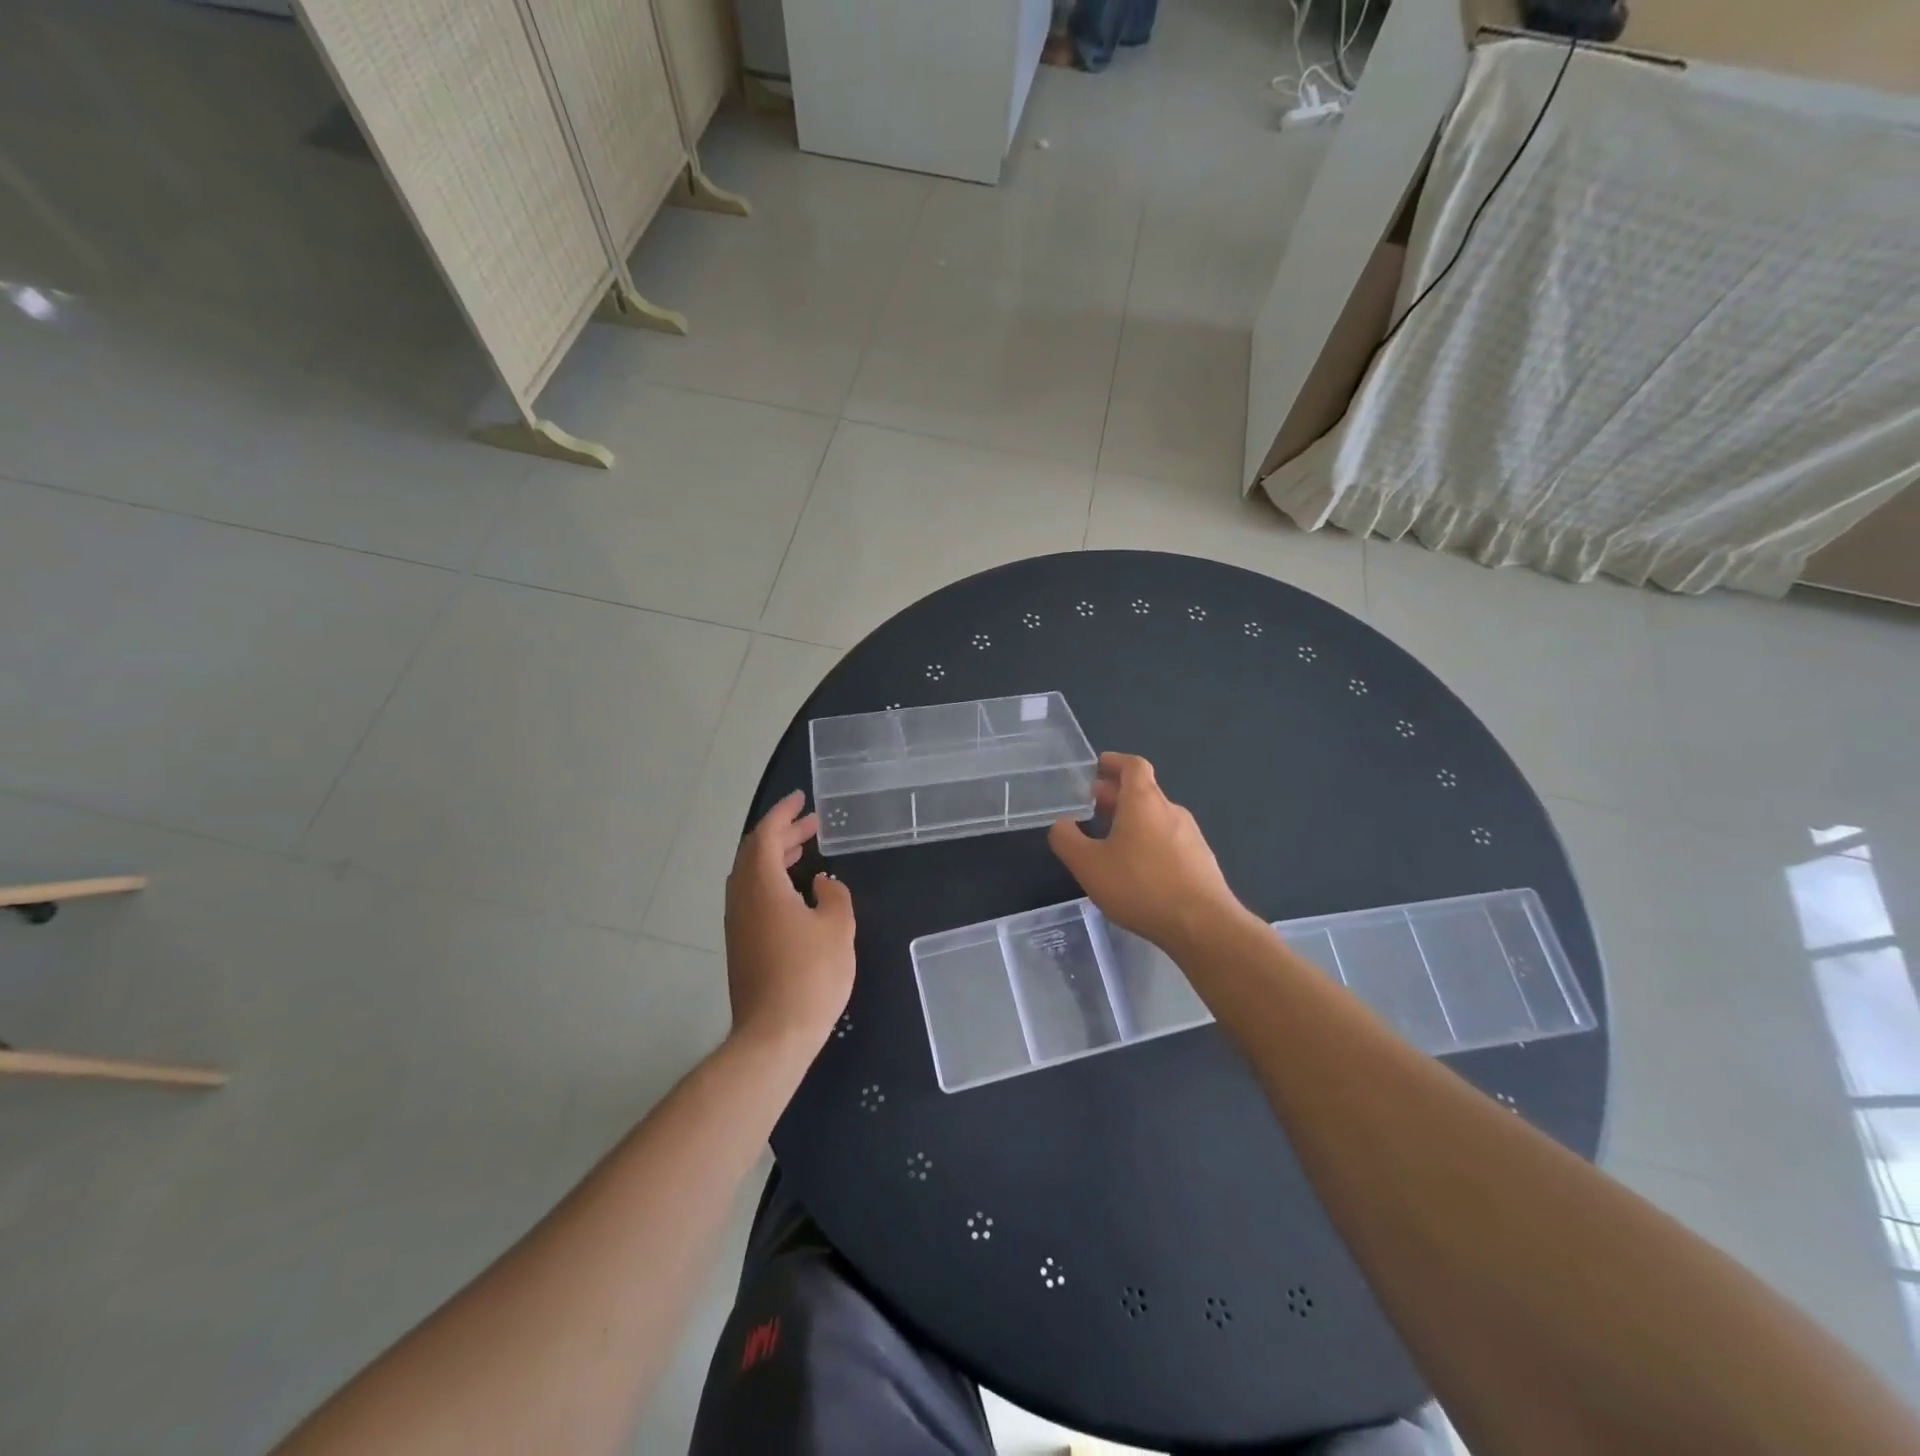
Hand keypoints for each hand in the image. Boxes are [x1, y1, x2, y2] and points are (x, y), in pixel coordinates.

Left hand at [724, 791, 855, 1051]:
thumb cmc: (811, 974)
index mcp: (762, 886)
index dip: (783, 813)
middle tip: (811, 824)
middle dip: (782, 834)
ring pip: (751, 876)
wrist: (774, 1034)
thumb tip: (822, 885)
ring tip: (804, 851)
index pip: (765, 835)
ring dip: (775, 858)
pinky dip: (772, 881)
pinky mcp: (741, 946)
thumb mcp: (837, 927)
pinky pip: (752, 897)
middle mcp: (742, 899)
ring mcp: (738, 924)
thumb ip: (834, 896)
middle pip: (755, 853)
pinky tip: (796, 893)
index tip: (801, 799)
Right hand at [1048, 752, 1244, 953]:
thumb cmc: (1140, 887)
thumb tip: (1061, 824)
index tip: (1098, 766)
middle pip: (1144, 791)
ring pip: (1156, 817)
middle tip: (1094, 804)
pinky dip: (1149, 841)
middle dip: (1117, 794)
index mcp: (1143, 802)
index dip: (1115, 762)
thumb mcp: (1089, 865)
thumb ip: (1067, 840)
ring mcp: (1191, 835)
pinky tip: (1138, 868)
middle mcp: (1170, 810)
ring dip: (1133, 819)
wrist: (1203, 925)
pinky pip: (1169, 840)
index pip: (1133, 765)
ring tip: (1111, 838)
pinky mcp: (1201, 861)